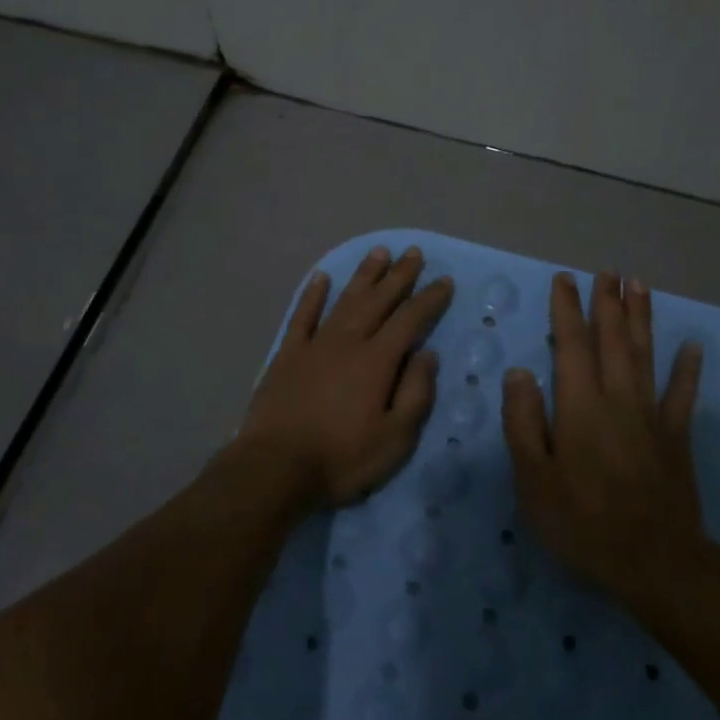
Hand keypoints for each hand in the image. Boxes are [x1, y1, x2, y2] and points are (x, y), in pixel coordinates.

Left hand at [237, 245, 453, 508]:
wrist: (276, 467)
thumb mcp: (395, 439)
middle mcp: (348, 342)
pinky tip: (321, 277)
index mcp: (377, 361)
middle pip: (378, 301)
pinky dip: (312, 295)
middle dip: (399, 276)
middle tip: (414, 252)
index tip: (444, 281)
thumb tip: (428, 354)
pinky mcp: (287, 355)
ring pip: (344, 300)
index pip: (410, 320)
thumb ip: (416, 393)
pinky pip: (302, 316)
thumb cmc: (342, 458)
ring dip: (364, 276)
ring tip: (379, 252)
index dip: (429, 299)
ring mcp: (314, 345)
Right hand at [502, 270, 706, 613]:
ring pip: (646, 355)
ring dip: (642, 318)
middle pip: (613, 341)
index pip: (571, 346)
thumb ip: (523, 422)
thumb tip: (519, 372)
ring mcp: (652, 416)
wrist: (655, 564)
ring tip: (640, 286)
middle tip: (607, 271)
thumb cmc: (583, 523)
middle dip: (608, 303)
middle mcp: (618, 399)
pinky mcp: (677, 438)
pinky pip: (683, 395)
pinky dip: (687, 368)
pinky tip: (692, 346)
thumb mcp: (533, 480)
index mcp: (580, 407)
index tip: (565, 280)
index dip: (567, 310)